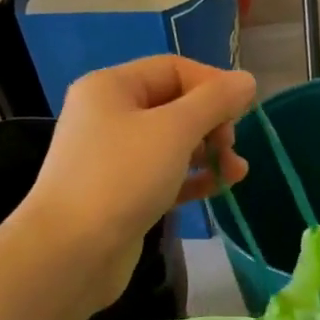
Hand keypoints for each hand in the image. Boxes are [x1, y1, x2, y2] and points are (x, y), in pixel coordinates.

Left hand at [15, 57, 256, 309]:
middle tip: (231, 148)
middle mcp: (110, 116)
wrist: (72, 251)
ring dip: (209, 153)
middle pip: (176, 106)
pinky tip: (218, 188)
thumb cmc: (122, 177)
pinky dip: (193, 178)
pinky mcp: (123, 194)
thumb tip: (247, 80)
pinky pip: (166, 175)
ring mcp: (115, 157)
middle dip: (213, 124)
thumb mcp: (174, 130)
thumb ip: (214, 102)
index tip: (244, 112)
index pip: (174, 69)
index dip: (213, 84)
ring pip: (174, 144)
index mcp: (112, 87)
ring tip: (236, 174)